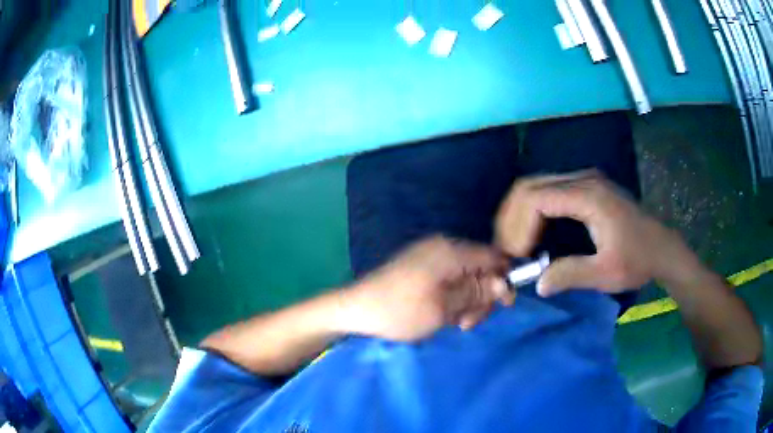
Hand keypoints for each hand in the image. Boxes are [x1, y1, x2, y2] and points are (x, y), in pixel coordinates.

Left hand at [344, 236, 511, 341]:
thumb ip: (476, 293)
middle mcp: (443, 247)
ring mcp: (430, 255)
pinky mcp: (421, 266)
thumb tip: (504, 283)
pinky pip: (449, 279)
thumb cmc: (400, 311)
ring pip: (465, 276)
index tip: (504, 305)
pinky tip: (444, 315)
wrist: (356, 309)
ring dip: (467, 301)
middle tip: (468, 323)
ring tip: (455, 323)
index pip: (493, 256)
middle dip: (481, 296)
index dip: (504, 279)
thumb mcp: (443, 307)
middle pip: (480, 268)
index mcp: (450, 251)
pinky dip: (453, 297)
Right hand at [495, 171, 685, 295]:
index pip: (536, 198)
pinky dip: (532, 211)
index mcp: (589, 196)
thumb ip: (570, 275)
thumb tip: (537, 283)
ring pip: (535, 186)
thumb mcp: (606, 273)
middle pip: (529, 186)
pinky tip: (533, 234)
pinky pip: (547, 191)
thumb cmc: (638, 260)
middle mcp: (583, 179)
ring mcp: (584, 180)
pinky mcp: (585, 187)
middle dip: (511, 218)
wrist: (662, 248)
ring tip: (516, 245)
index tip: (517, 257)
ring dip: (519, 214)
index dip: (518, 227)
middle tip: (508, 251)